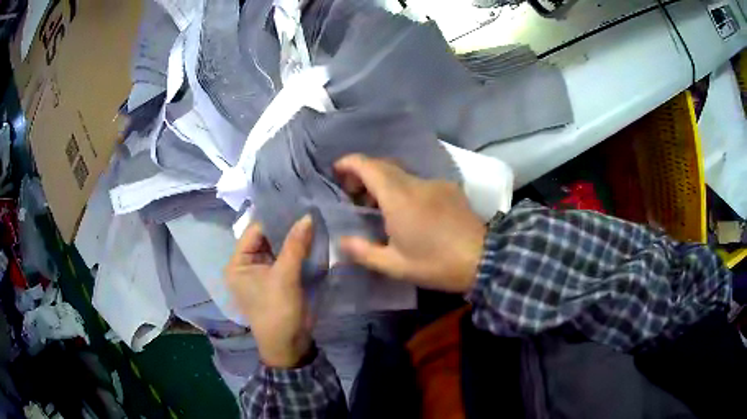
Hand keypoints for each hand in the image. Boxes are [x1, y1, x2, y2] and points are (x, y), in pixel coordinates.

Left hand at [224, 216, 313, 367]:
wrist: (290, 345)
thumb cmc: (278, 311)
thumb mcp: (285, 277)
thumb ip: (295, 245)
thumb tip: (307, 215)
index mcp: (238, 264)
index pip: (254, 231)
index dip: (274, 218)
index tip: (296, 202)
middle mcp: (247, 265)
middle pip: (266, 238)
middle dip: (285, 227)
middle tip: (307, 208)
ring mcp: (263, 272)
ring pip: (278, 247)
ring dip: (293, 238)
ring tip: (312, 218)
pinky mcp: (278, 279)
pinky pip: (286, 258)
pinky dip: (297, 250)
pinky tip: (312, 237)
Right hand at [336, 154, 486, 292]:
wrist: (484, 259)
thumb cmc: (436, 264)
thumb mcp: (395, 266)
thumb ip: (364, 252)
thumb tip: (342, 242)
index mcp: (399, 198)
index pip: (369, 166)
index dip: (350, 163)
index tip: (337, 170)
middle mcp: (416, 183)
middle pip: (383, 165)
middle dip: (363, 173)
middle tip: (353, 195)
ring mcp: (435, 183)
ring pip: (401, 173)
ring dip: (383, 182)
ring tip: (377, 205)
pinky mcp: (449, 189)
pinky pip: (418, 181)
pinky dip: (403, 187)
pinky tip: (406, 209)